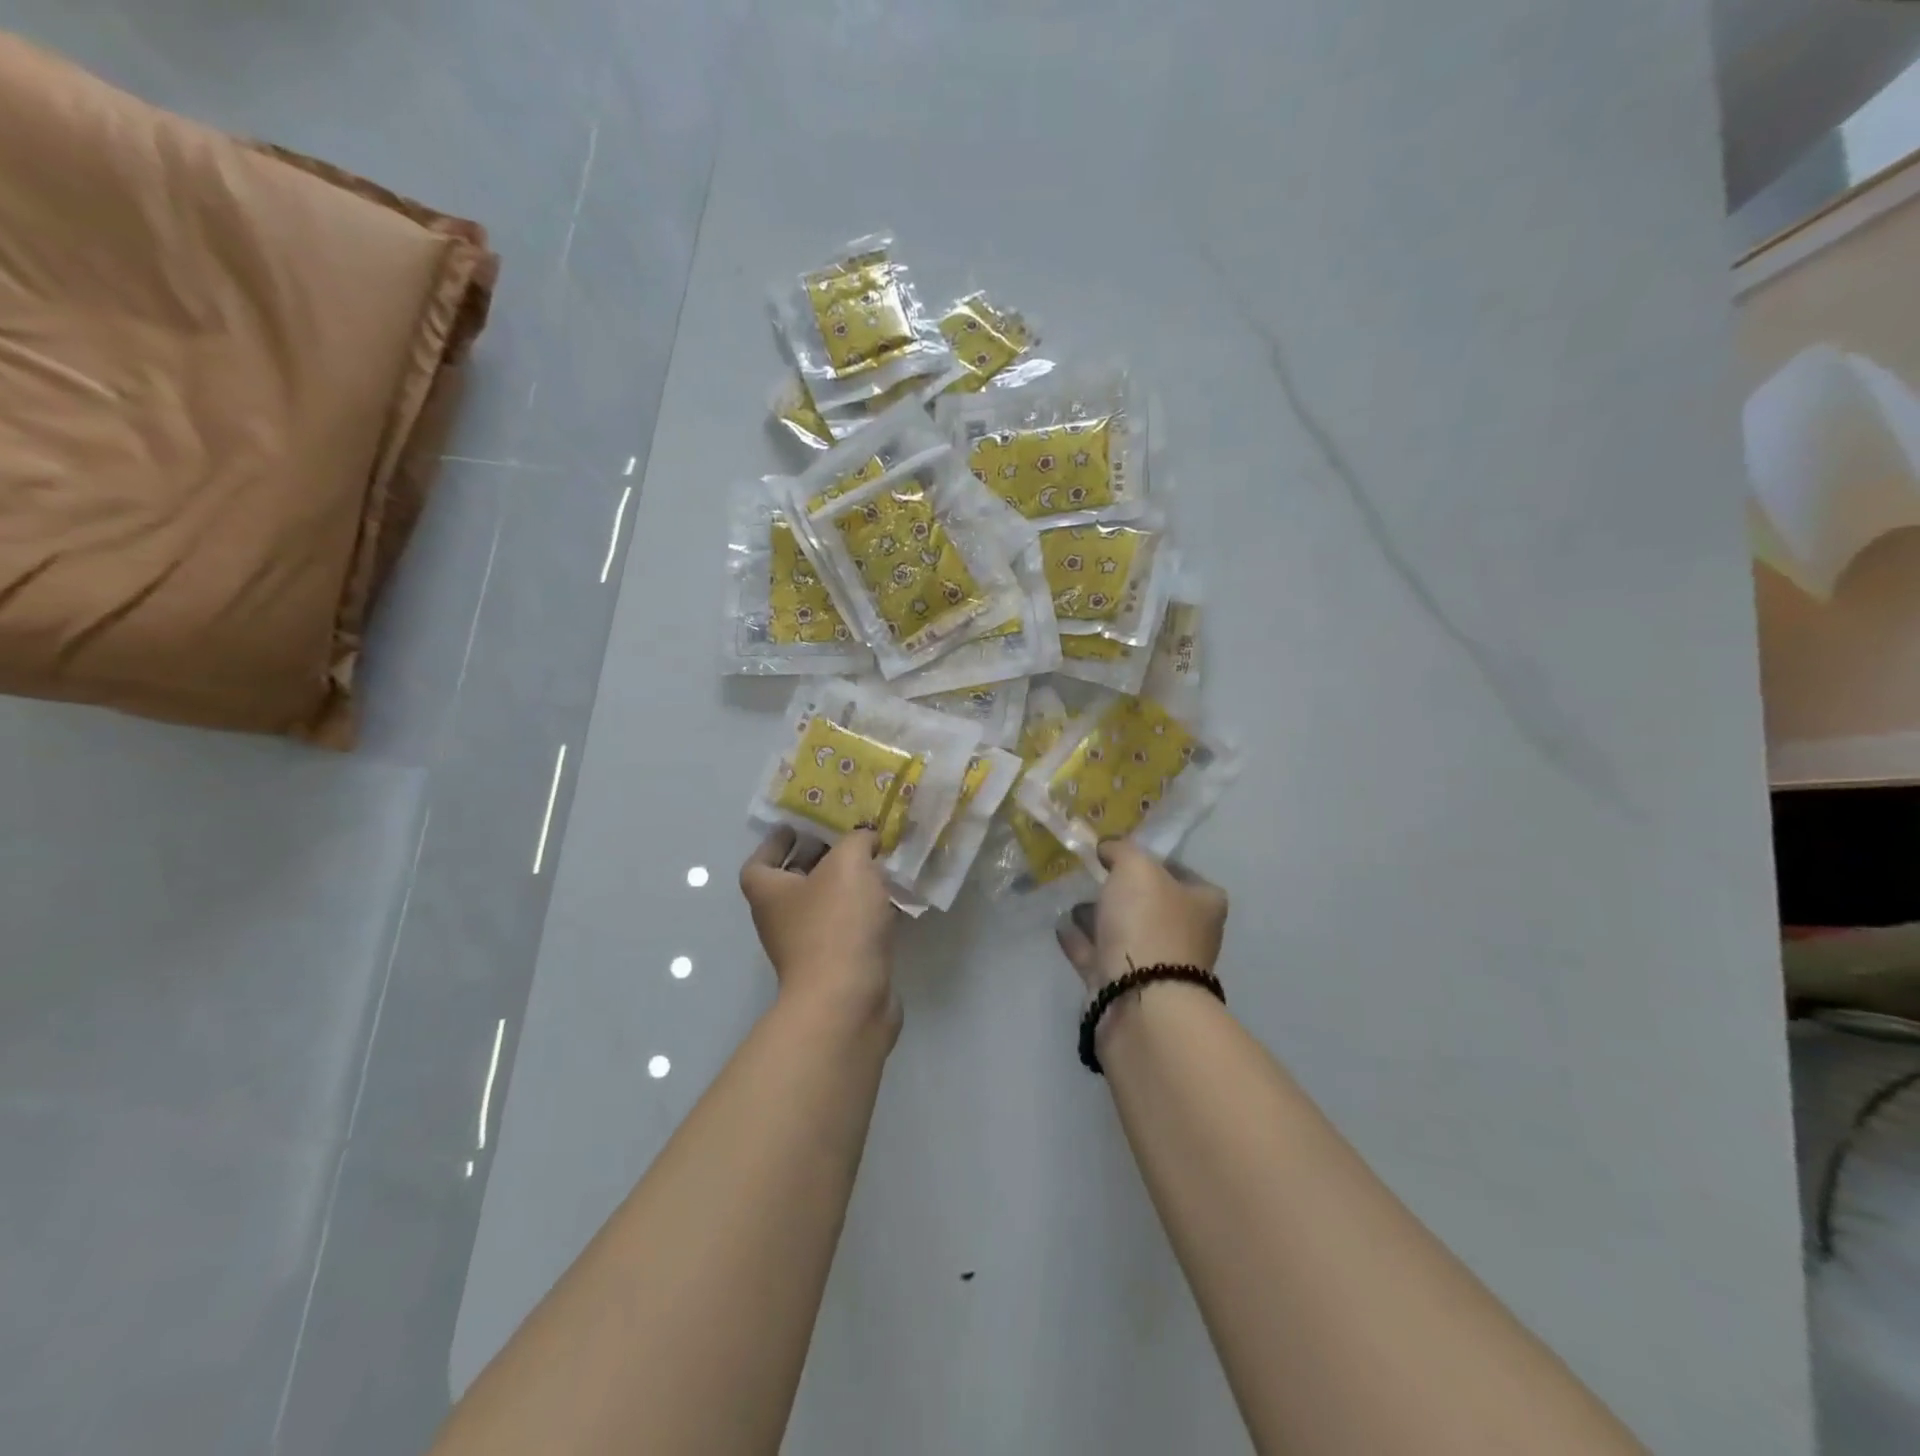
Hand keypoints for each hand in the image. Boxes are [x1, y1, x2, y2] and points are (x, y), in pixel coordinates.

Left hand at [741, 827, 899, 1027]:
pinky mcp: (838, 966)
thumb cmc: (836, 923)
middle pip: (795, 882)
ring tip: (878, 863)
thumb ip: (856, 841)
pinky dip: (865, 913)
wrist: (848, 999)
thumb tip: (864, 838)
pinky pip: (849, 929)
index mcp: (770, 892)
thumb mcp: (848, 863)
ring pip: (826, 906)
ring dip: (847, 886)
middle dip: (820, 859)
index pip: (760, 862)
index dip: (776, 841)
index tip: (799, 826)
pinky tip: (891, 900)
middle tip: (851, 838)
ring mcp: (809, 947)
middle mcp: (782, 920)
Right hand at [1055, 839, 1227, 993]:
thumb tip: (1109, 848)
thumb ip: (1122, 850)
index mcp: (1203, 905)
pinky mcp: (1124, 989)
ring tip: (1071, 900)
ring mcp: (1155, 966)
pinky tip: (1060, 926)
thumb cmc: (1149, 924)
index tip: (1122, 854)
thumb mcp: (1137, 868)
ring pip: (1124, 933)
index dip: (1154, 861)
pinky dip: (1081, 941)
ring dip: (1099, 917)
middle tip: (1093, 875)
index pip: (1183, 874)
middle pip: (1151, 905)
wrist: (1139, 999)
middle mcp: (1185, 935)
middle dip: (1122, 892)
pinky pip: (1098, 957)